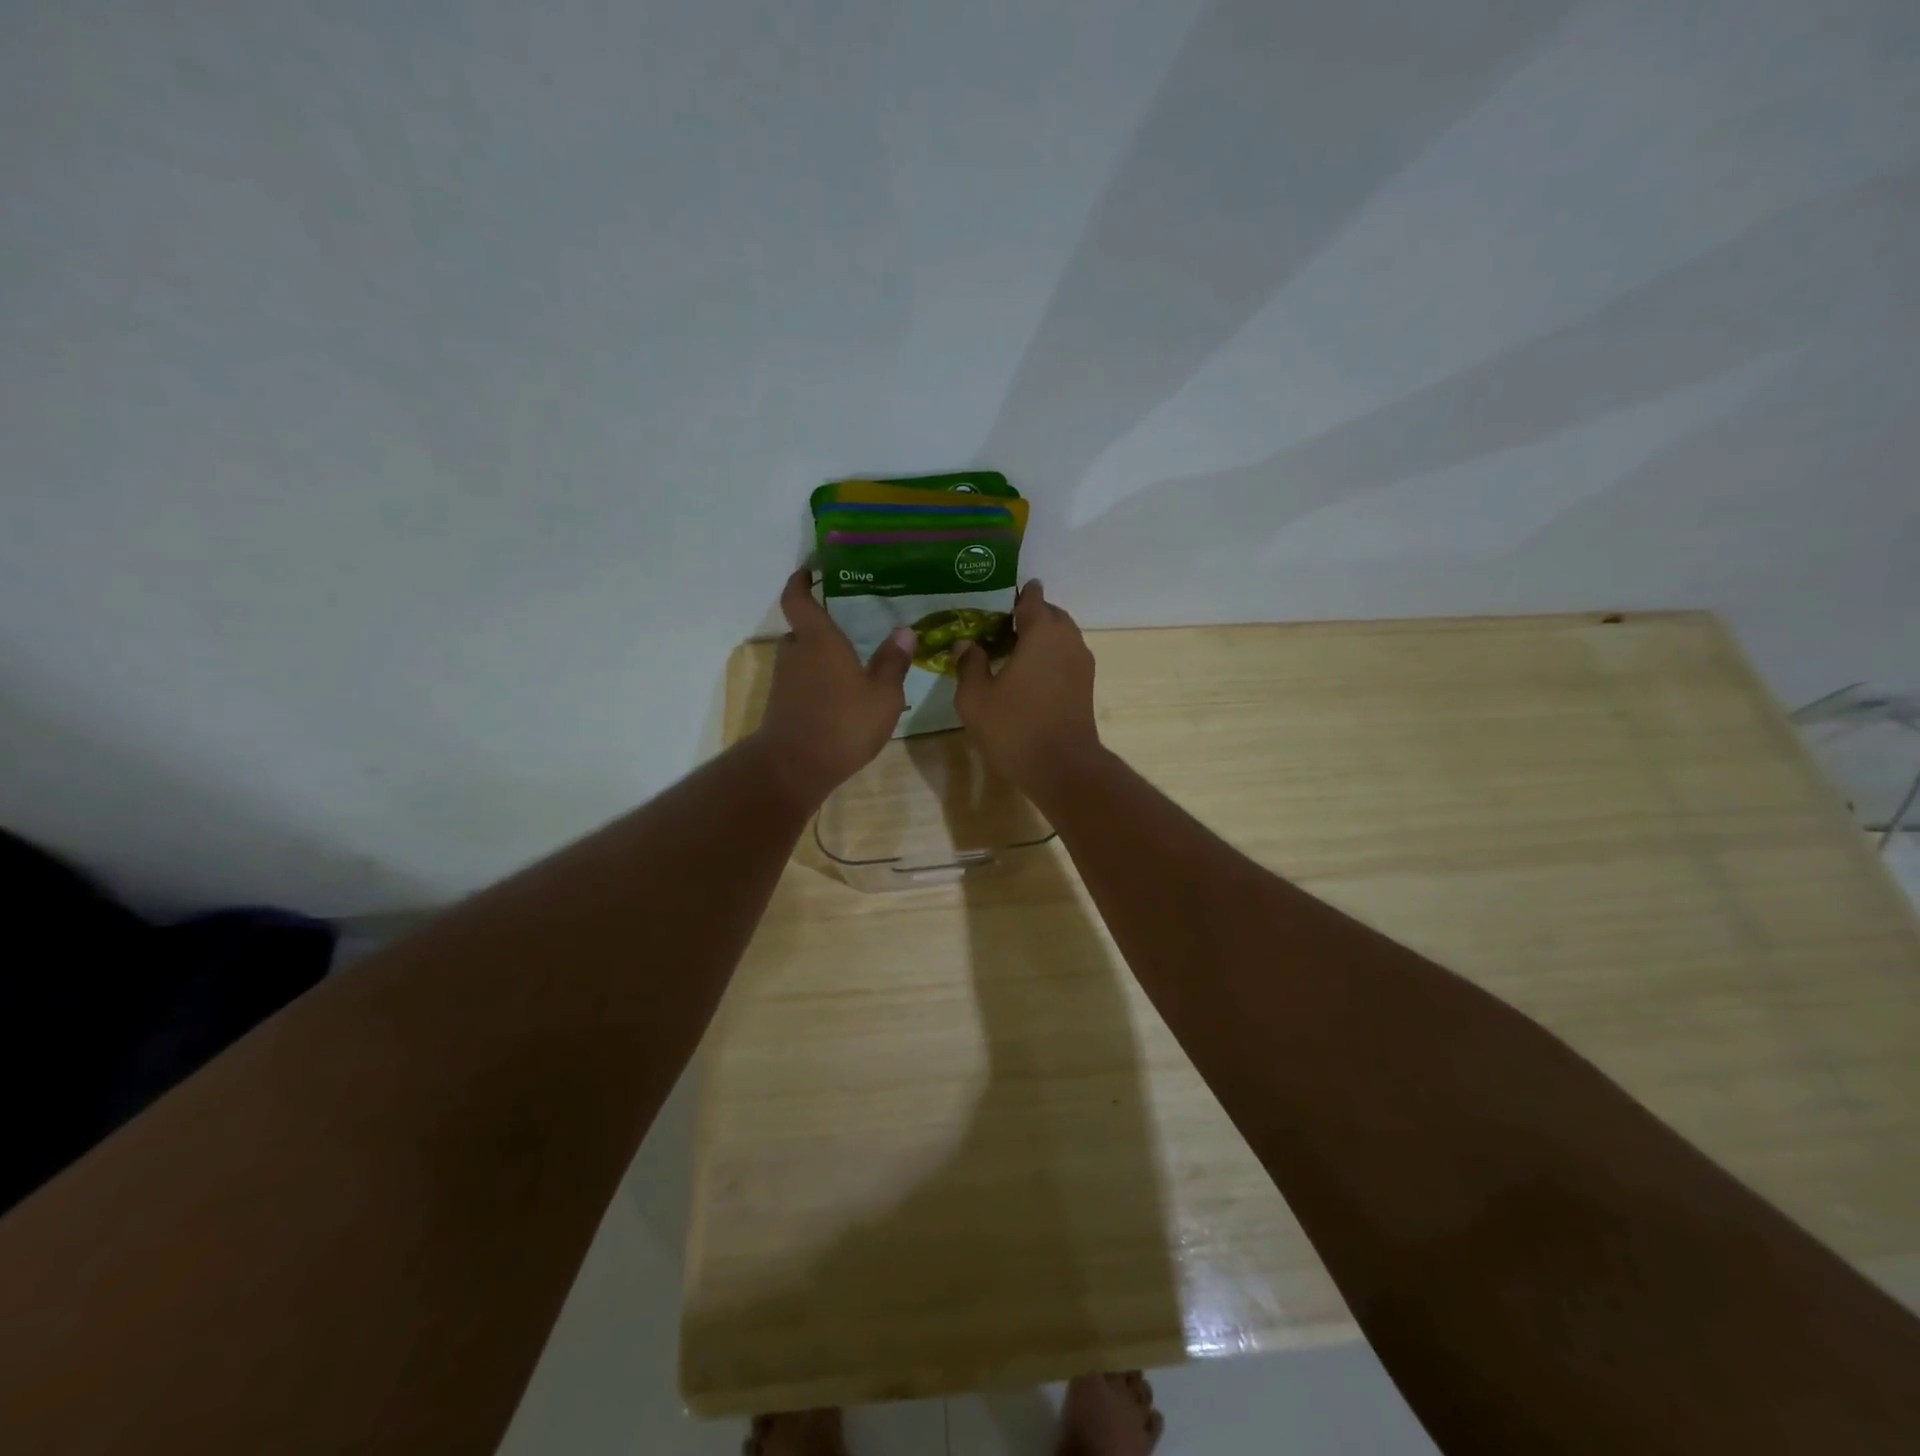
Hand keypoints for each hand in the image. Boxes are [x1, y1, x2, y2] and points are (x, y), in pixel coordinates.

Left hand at [753, 568, 914, 803]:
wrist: (795, 767)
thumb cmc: (843, 723)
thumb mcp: (883, 695)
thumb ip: (893, 662)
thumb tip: (905, 632)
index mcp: (819, 639)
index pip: (798, 598)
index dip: (800, 581)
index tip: (810, 570)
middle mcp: (796, 652)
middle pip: (804, 630)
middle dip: (823, 628)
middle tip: (851, 628)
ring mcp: (785, 680)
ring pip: (804, 658)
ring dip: (823, 658)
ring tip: (854, 665)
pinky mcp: (783, 705)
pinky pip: (803, 682)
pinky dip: (820, 682)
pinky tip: (843, 698)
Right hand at [953, 580, 1099, 788]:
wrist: (1062, 767)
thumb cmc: (1015, 727)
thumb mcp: (975, 698)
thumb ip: (969, 665)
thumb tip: (966, 644)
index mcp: (1042, 633)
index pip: (1032, 599)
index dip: (1019, 594)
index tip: (1004, 594)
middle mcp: (1067, 640)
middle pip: (1051, 615)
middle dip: (1031, 614)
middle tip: (1002, 624)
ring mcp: (1081, 663)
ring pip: (1062, 636)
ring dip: (1042, 636)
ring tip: (1015, 648)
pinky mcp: (1086, 685)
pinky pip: (1067, 656)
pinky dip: (1051, 655)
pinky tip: (1029, 672)